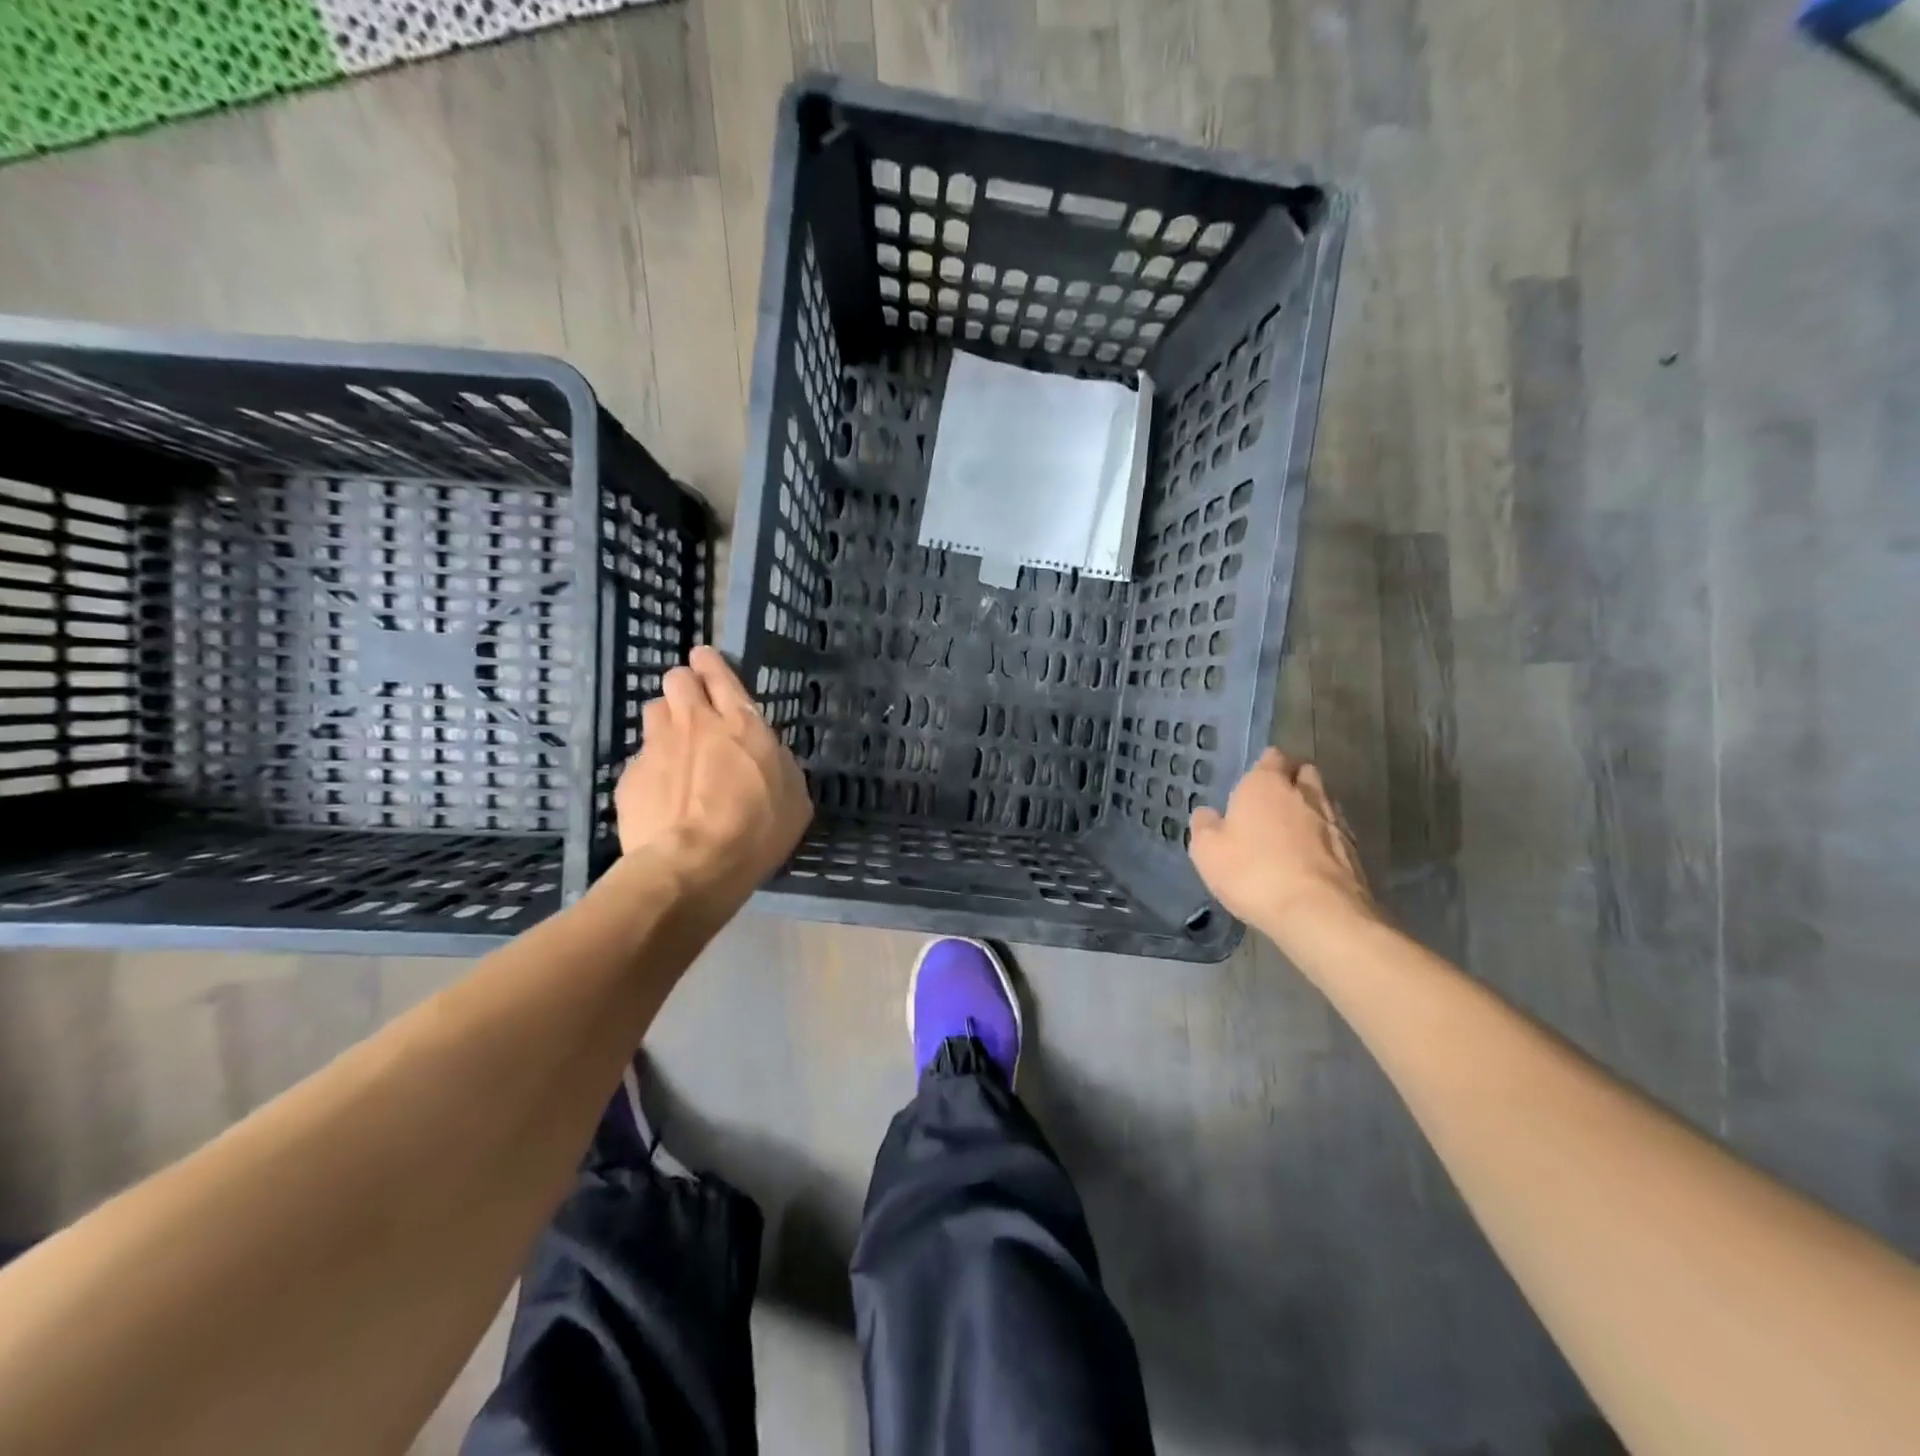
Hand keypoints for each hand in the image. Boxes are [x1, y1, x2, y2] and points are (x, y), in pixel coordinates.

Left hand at [614, 646, 812, 911]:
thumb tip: (768, 754)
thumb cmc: (757, 830)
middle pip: (676, 679)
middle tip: (695, 709)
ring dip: (666, 722)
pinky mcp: (630, 778)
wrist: (693, 866)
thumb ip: (779, 764)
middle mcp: (695, 723)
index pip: (718, 673)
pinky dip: (652, 769)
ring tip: (677, 750)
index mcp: (741, 723)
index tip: (706, 661)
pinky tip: (663, 796)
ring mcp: (657, 748)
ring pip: (654, 712)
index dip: (710, 663)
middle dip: (685, 685)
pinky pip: (641, 759)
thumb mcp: (794, 797)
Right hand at [1188, 748, 1377, 950]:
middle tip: (1274, 801)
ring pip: (1323, 801)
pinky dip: (1325, 838)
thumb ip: (1205, 826)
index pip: (1272, 757)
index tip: (1254, 780)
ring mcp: (1334, 821)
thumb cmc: (1253, 873)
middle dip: (1292, 780)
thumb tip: (1207, 814)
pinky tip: (1311, 857)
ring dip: (1310, 809)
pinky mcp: (1355, 850)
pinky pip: (1336, 832)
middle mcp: (1304, 793)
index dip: (1264, 765)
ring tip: (1293, 831)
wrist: (1318, 913)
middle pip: (1304, 772)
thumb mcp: (1208, 852)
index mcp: (1265, 784)